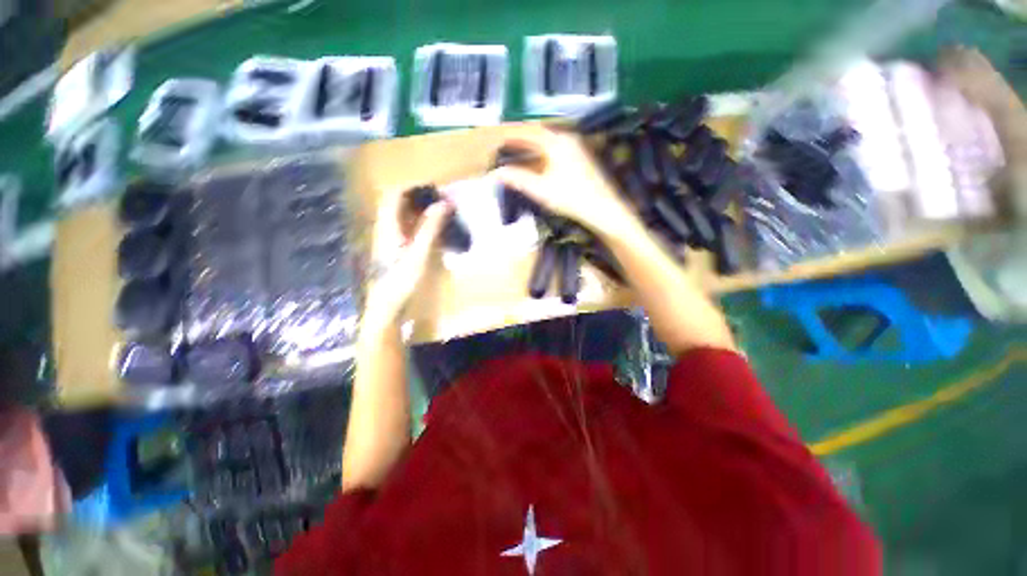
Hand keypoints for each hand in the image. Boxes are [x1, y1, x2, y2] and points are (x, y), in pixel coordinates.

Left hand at [364, 192, 451, 327]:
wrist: (387, 305)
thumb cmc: (401, 279)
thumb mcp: (418, 253)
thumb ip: (430, 228)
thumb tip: (443, 203)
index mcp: (388, 225)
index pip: (394, 195)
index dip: (412, 187)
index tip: (434, 187)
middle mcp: (385, 228)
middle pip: (397, 203)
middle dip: (418, 196)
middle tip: (440, 198)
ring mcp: (388, 238)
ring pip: (401, 215)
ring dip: (419, 209)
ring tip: (440, 210)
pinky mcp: (394, 248)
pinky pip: (406, 227)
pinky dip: (419, 222)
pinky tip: (432, 228)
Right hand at [491, 126, 640, 239]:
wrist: (604, 209)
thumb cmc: (571, 198)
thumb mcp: (540, 189)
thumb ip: (517, 178)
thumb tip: (496, 173)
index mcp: (556, 142)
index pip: (528, 133)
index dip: (511, 137)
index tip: (497, 142)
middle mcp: (568, 139)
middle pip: (539, 135)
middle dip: (521, 142)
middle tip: (505, 150)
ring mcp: (577, 148)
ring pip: (549, 143)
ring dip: (533, 148)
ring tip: (519, 156)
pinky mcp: (583, 159)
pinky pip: (558, 150)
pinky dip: (544, 155)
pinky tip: (540, 165)